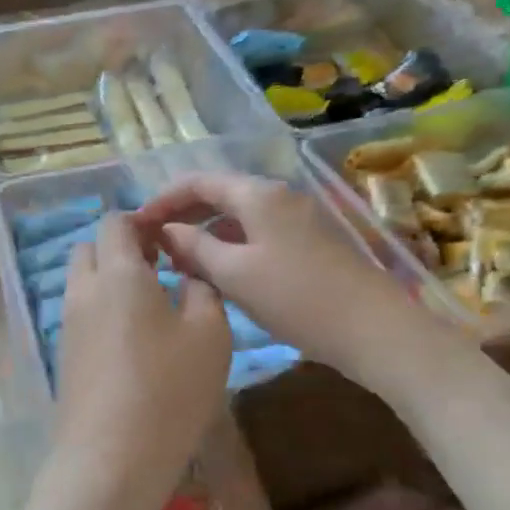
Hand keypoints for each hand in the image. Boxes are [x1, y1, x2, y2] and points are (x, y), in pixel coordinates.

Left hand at [51, 214, 231, 509]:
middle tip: (160, 271)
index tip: (171, 242)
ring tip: (152, 308)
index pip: (116, 222)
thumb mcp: (210, 334)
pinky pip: (81, 314)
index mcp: (119, 273)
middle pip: (90, 248)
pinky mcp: (64, 357)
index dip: (142, 222)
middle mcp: (84, 291)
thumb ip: (202, 289)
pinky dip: (102, 311)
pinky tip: (133, 342)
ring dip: (110, 281)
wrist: (111, 460)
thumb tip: (188, 273)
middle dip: (121, 248)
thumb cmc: (169, 390)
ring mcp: (68, 326)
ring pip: (83, 282)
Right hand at [133, 173, 412, 386]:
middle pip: (220, 195)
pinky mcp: (310, 243)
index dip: (163, 199)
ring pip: (239, 217)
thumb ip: (194, 247)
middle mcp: (279, 196)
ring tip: (181, 265)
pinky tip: (220, 274)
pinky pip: (258, 234)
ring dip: (207, 235)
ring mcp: (298, 219)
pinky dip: (232, 247)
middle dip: (184, 217)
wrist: (372, 328)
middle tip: (155, 246)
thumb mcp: (235, 273)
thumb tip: (166, 231)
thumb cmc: (296, 298)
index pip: (198, 181)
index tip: (137, 225)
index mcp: (258, 195)